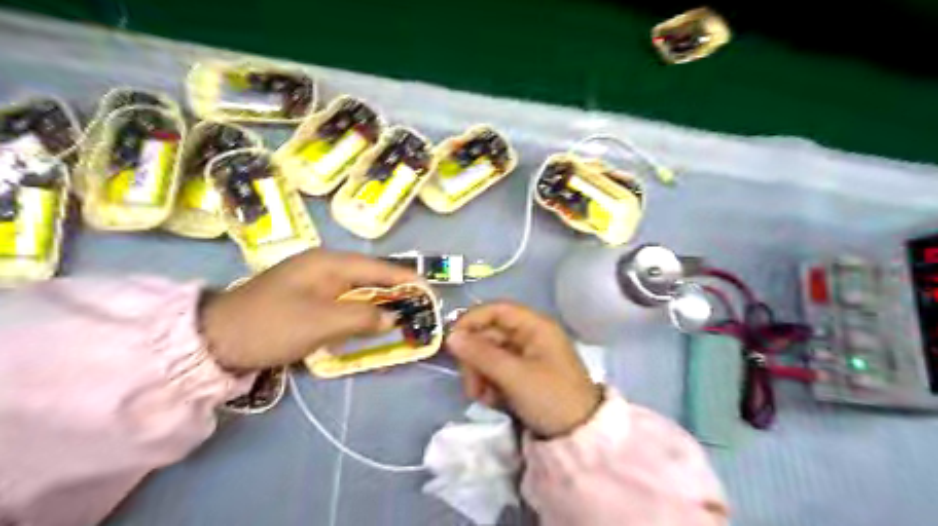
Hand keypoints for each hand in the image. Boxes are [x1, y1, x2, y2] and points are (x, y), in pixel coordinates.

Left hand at [202, 248, 420, 369]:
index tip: (430, 292)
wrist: (215, 339)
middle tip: (418, 310)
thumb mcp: (322, 322)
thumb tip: (392, 317)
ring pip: (358, 290)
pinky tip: (368, 325)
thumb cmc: (272, 325)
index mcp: (330, 263)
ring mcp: (314, 282)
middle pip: (371, 277)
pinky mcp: (306, 298)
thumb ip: (363, 317)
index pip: (380, 267)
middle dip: (396, 293)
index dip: (407, 279)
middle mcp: (325, 266)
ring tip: (401, 318)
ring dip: (379, 304)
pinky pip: (343, 301)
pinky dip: (359, 312)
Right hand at [444, 302, 600, 437]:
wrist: (580, 437)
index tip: (452, 341)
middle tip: (471, 385)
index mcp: (535, 326)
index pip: (497, 310)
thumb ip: (481, 354)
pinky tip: (492, 401)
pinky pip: (497, 371)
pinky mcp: (524, 375)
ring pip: (490, 355)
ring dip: (480, 374)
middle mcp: (530, 336)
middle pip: (490, 335)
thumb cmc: (551, 398)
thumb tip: (451, 336)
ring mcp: (527, 356)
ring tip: (483, 398)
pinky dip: (490, 384)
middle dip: (475, 359)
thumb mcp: (514, 376)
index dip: (472, 321)